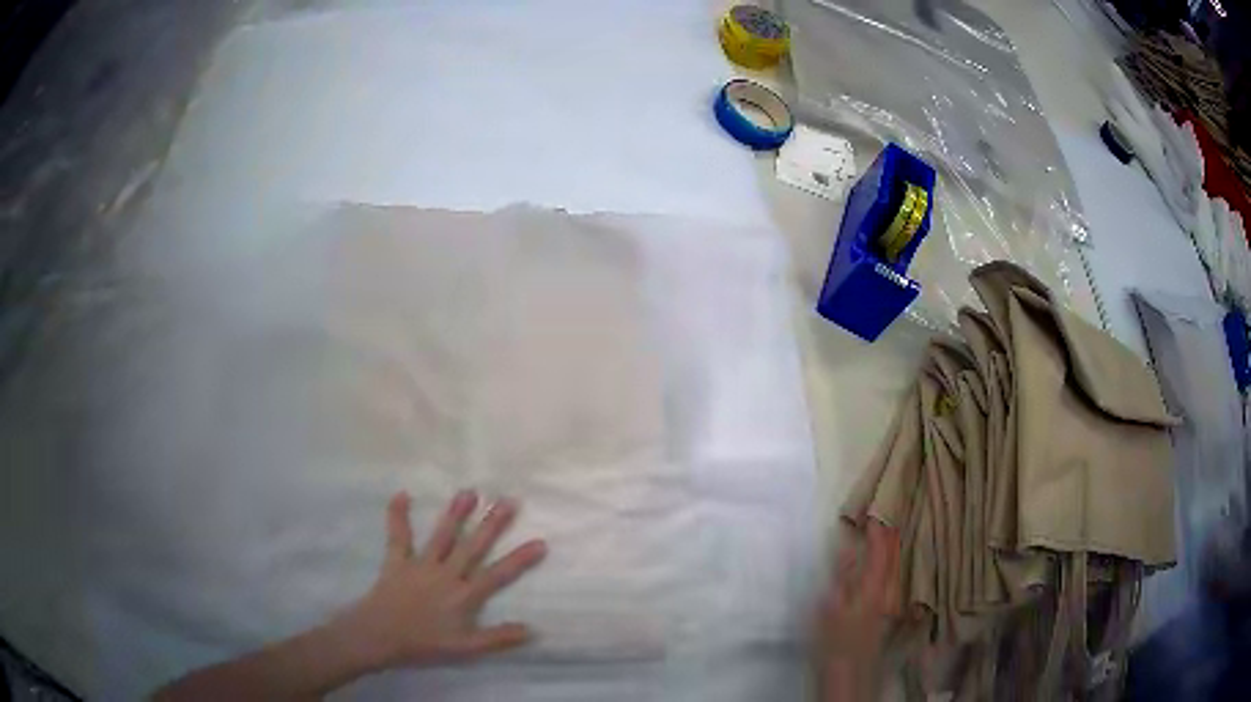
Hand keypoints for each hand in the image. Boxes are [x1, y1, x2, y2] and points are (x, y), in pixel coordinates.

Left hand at [336, 490, 547, 670]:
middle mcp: (445, 574)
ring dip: (456, 513)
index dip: (520, 559)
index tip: (540, 542)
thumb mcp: (465, 649)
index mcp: (463, 595)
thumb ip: (497, 638)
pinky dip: (398, 515)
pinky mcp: (397, 561)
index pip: (498, 575)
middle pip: (472, 546)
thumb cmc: (423, 644)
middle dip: (491, 524)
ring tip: (469, 491)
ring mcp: (420, 564)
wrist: (379, 636)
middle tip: (508, 500)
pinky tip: (402, 494)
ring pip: (442, 536)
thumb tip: (531, 629)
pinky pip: (398, 536)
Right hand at [818, 519, 900, 700]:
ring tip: (884, 534)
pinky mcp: (883, 613)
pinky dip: (888, 565)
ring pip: (894, 568)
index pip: (880, 551)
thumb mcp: (831, 607)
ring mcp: (887, 603)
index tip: (873, 511)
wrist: (848, 673)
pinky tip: (883, 566)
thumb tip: (847, 547)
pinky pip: (890, 579)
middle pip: (893, 558)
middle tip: (882, 516)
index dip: (878, 530)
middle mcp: (886, 591)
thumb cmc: (835, 639)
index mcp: (873, 587)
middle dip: (889, 536)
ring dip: (890, 549)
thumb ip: (841, 576)